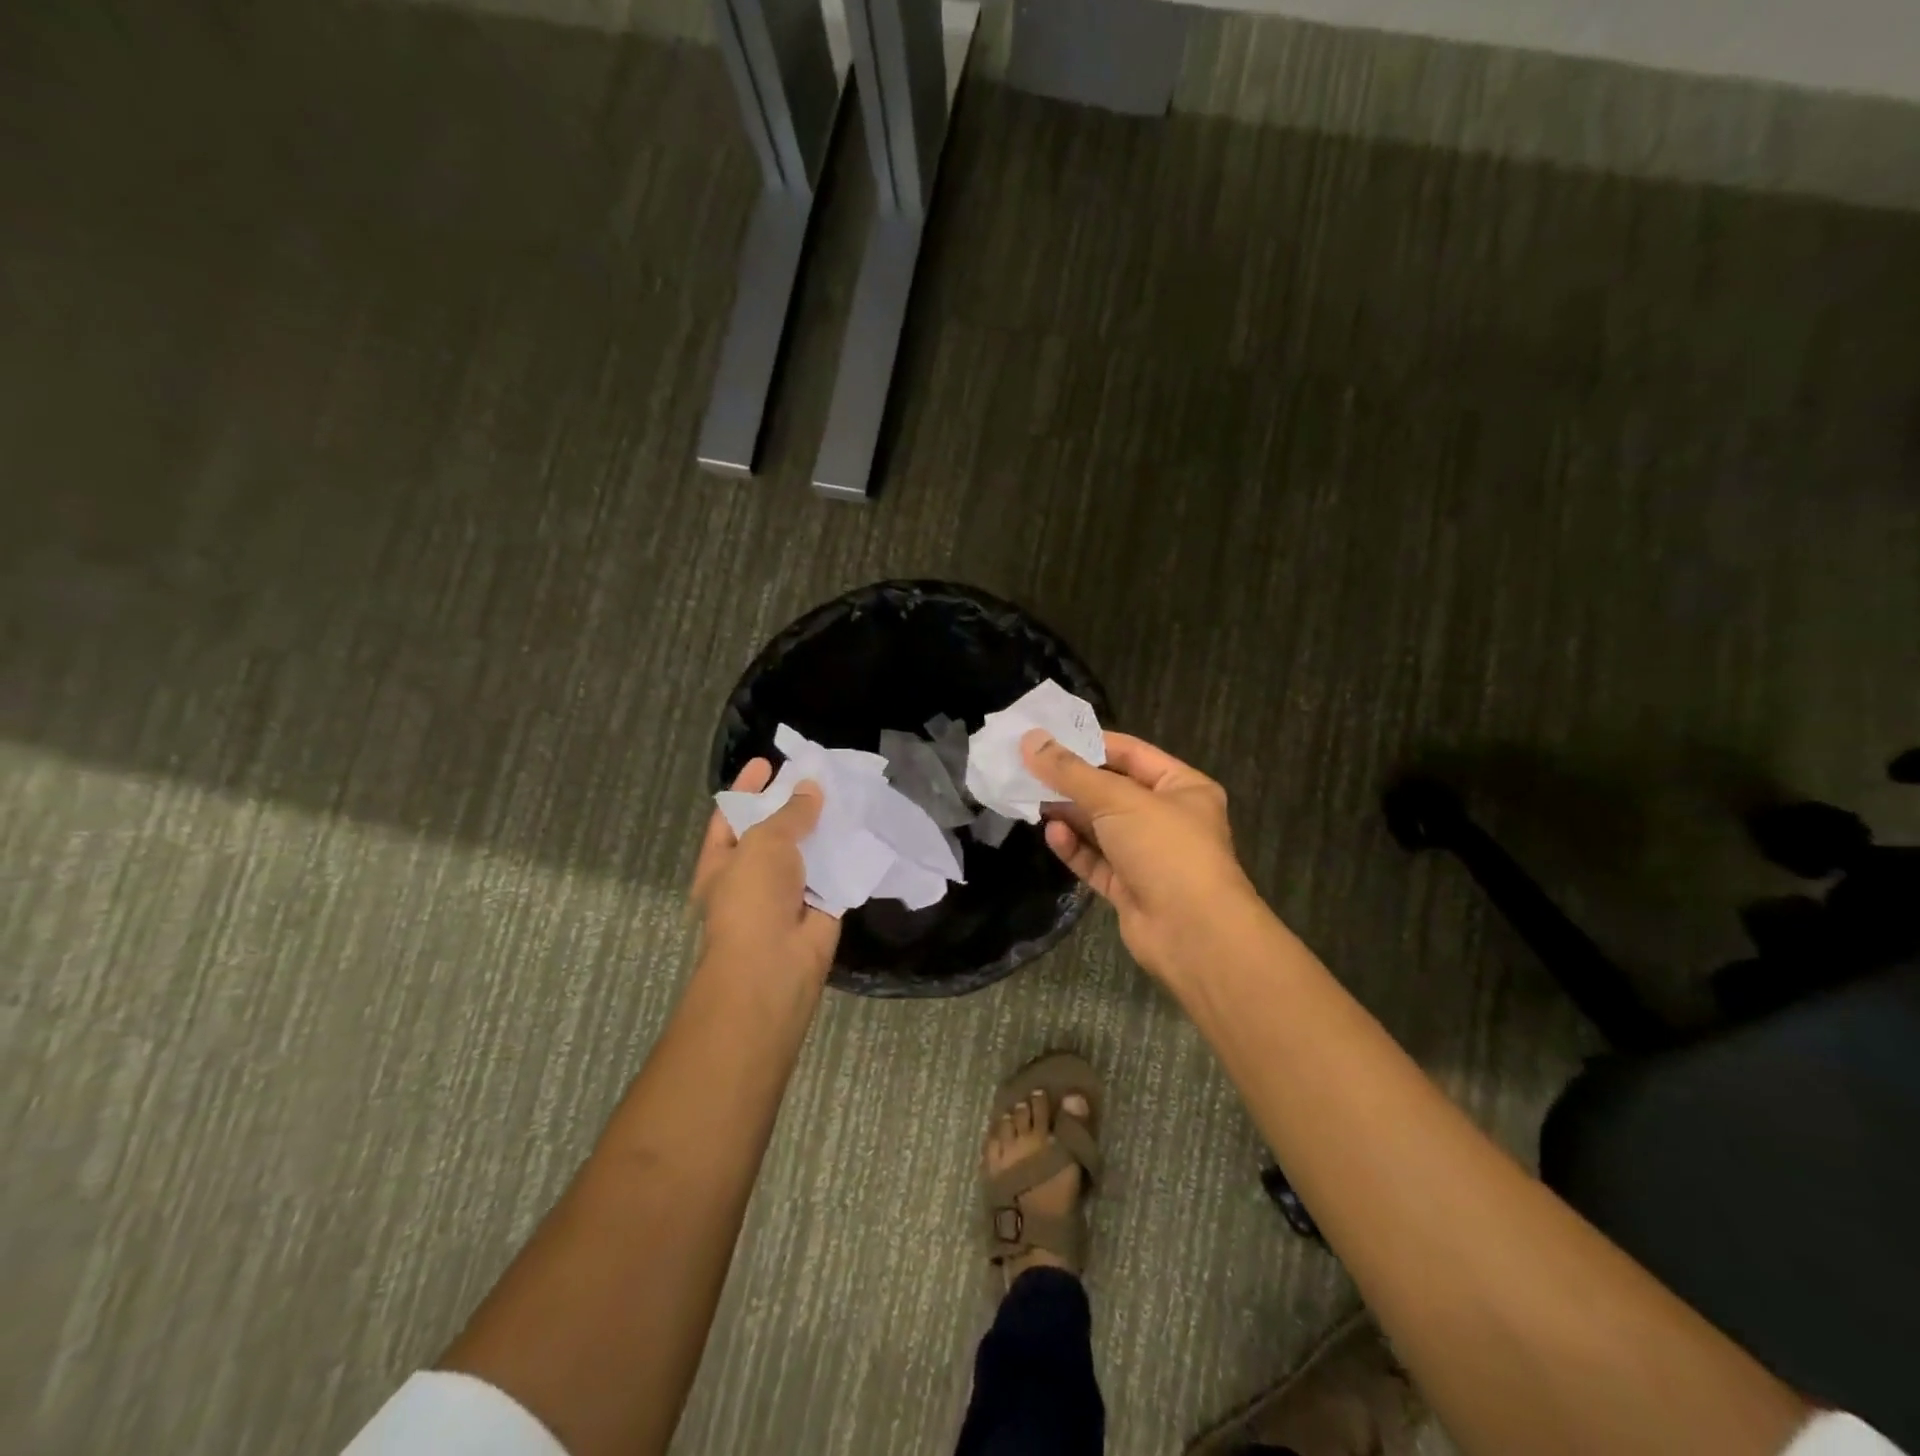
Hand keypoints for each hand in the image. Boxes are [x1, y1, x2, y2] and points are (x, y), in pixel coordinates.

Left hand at [691, 759, 840, 986]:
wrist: (774, 964)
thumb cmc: (753, 897)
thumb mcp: (765, 842)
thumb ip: (790, 813)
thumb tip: (811, 789)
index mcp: (722, 860)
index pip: (731, 814)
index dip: (747, 788)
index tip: (768, 762)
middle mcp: (752, 875)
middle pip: (773, 831)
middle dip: (794, 805)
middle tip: (819, 776)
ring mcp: (787, 892)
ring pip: (807, 852)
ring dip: (825, 828)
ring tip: (848, 794)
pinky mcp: (820, 907)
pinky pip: (834, 874)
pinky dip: (847, 855)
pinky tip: (865, 827)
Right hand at [1023, 730, 1262, 981]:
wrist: (1193, 934)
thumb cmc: (1165, 849)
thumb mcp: (1117, 800)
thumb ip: (1070, 772)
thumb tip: (1030, 740)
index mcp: (1182, 787)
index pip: (1131, 753)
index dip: (1091, 743)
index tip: (1048, 737)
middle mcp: (1167, 818)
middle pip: (1112, 791)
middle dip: (1072, 781)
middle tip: (1028, 768)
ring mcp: (1148, 856)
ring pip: (1100, 827)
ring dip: (1069, 814)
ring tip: (1031, 798)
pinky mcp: (1130, 888)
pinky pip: (1096, 860)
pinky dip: (1074, 847)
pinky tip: (1051, 834)